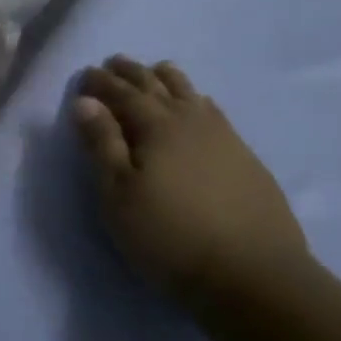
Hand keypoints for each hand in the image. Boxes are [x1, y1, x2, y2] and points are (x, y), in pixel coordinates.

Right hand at [72, 57, 311, 307]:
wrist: (255, 276)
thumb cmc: (170, 236)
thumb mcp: (118, 194)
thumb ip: (101, 144)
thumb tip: (85, 101)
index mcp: (156, 126)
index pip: (122, 93)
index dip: (101, 82)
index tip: (85, 74)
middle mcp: (190, 120)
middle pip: (157, 85)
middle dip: (132, 72)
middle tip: (114, 63)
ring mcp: (224, 137)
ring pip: (191, 93)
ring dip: (168, 79)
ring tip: (156, 72)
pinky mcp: (246, 158)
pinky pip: (215, 112)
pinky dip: (197, 99)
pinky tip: (199, 106)